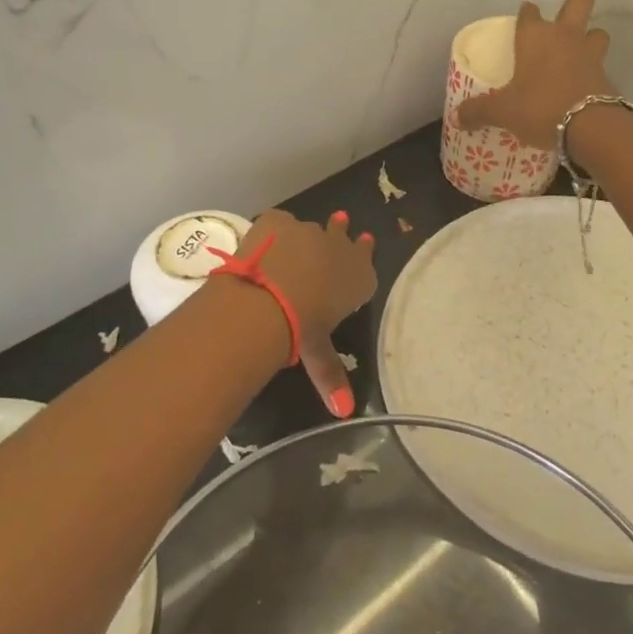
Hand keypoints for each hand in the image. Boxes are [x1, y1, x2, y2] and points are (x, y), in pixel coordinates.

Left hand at [232, 208, 377, 416]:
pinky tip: (266, 241)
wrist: (269, 297)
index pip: (366, 261)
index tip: (366, 241)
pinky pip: (280, 223)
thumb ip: (331, 376)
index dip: (365, 252)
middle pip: (343, 238)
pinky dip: (275, 232)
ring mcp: (309, 231)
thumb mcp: (317, 352)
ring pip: (312, 230)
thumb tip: (344, 412)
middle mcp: (339, 250)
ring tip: (302, 236)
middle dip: (341, 235)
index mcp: (357, 278)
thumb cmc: (303, 328)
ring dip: (309, 235)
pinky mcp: (279, 220)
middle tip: (342, 222)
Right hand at [451, 0, 611, 150]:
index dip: (526, 12)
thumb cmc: (540, 107)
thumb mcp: (503, 112)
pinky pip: (601, 63)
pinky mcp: (606, 75)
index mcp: (535, 36)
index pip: (529, 12)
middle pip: (579, 0)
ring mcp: (590, 53)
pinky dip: (594, 70)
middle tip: (564, 19)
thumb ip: (479, 112)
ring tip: (578, 52)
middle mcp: (564, 36)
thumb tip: (457, 118)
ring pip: (597, 31)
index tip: (523, 18)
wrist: (590, 127)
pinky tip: (583, 83)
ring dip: (590, 37)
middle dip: (575, 2)